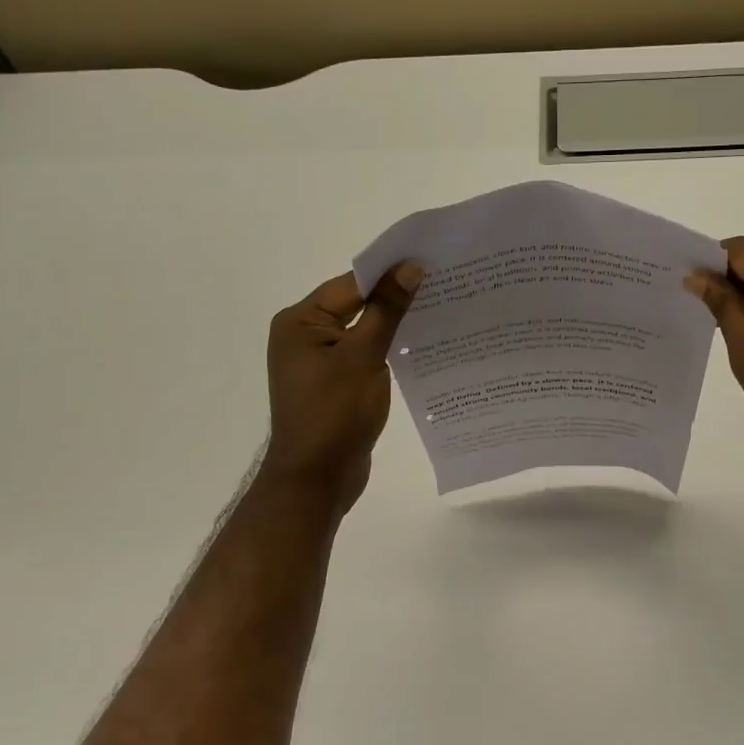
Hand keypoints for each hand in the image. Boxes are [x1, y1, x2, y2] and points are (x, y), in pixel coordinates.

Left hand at [261, 262, 420, 513]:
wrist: (316, 480)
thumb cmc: (334, 414)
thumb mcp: (363, 356)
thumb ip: (386, 310)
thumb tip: (409, 267)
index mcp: (300, 322)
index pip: (351, 285)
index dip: (390, 274)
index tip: (431, 263)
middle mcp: (304, 336)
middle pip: (356, 305)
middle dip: (395, 298)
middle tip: (443, 286)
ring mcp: (318, 362)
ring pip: (363, 332)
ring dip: (394, 325)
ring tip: (440, 313)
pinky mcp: (334, 385)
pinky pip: (363, 356)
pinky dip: (387, 350)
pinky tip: (420, 348)